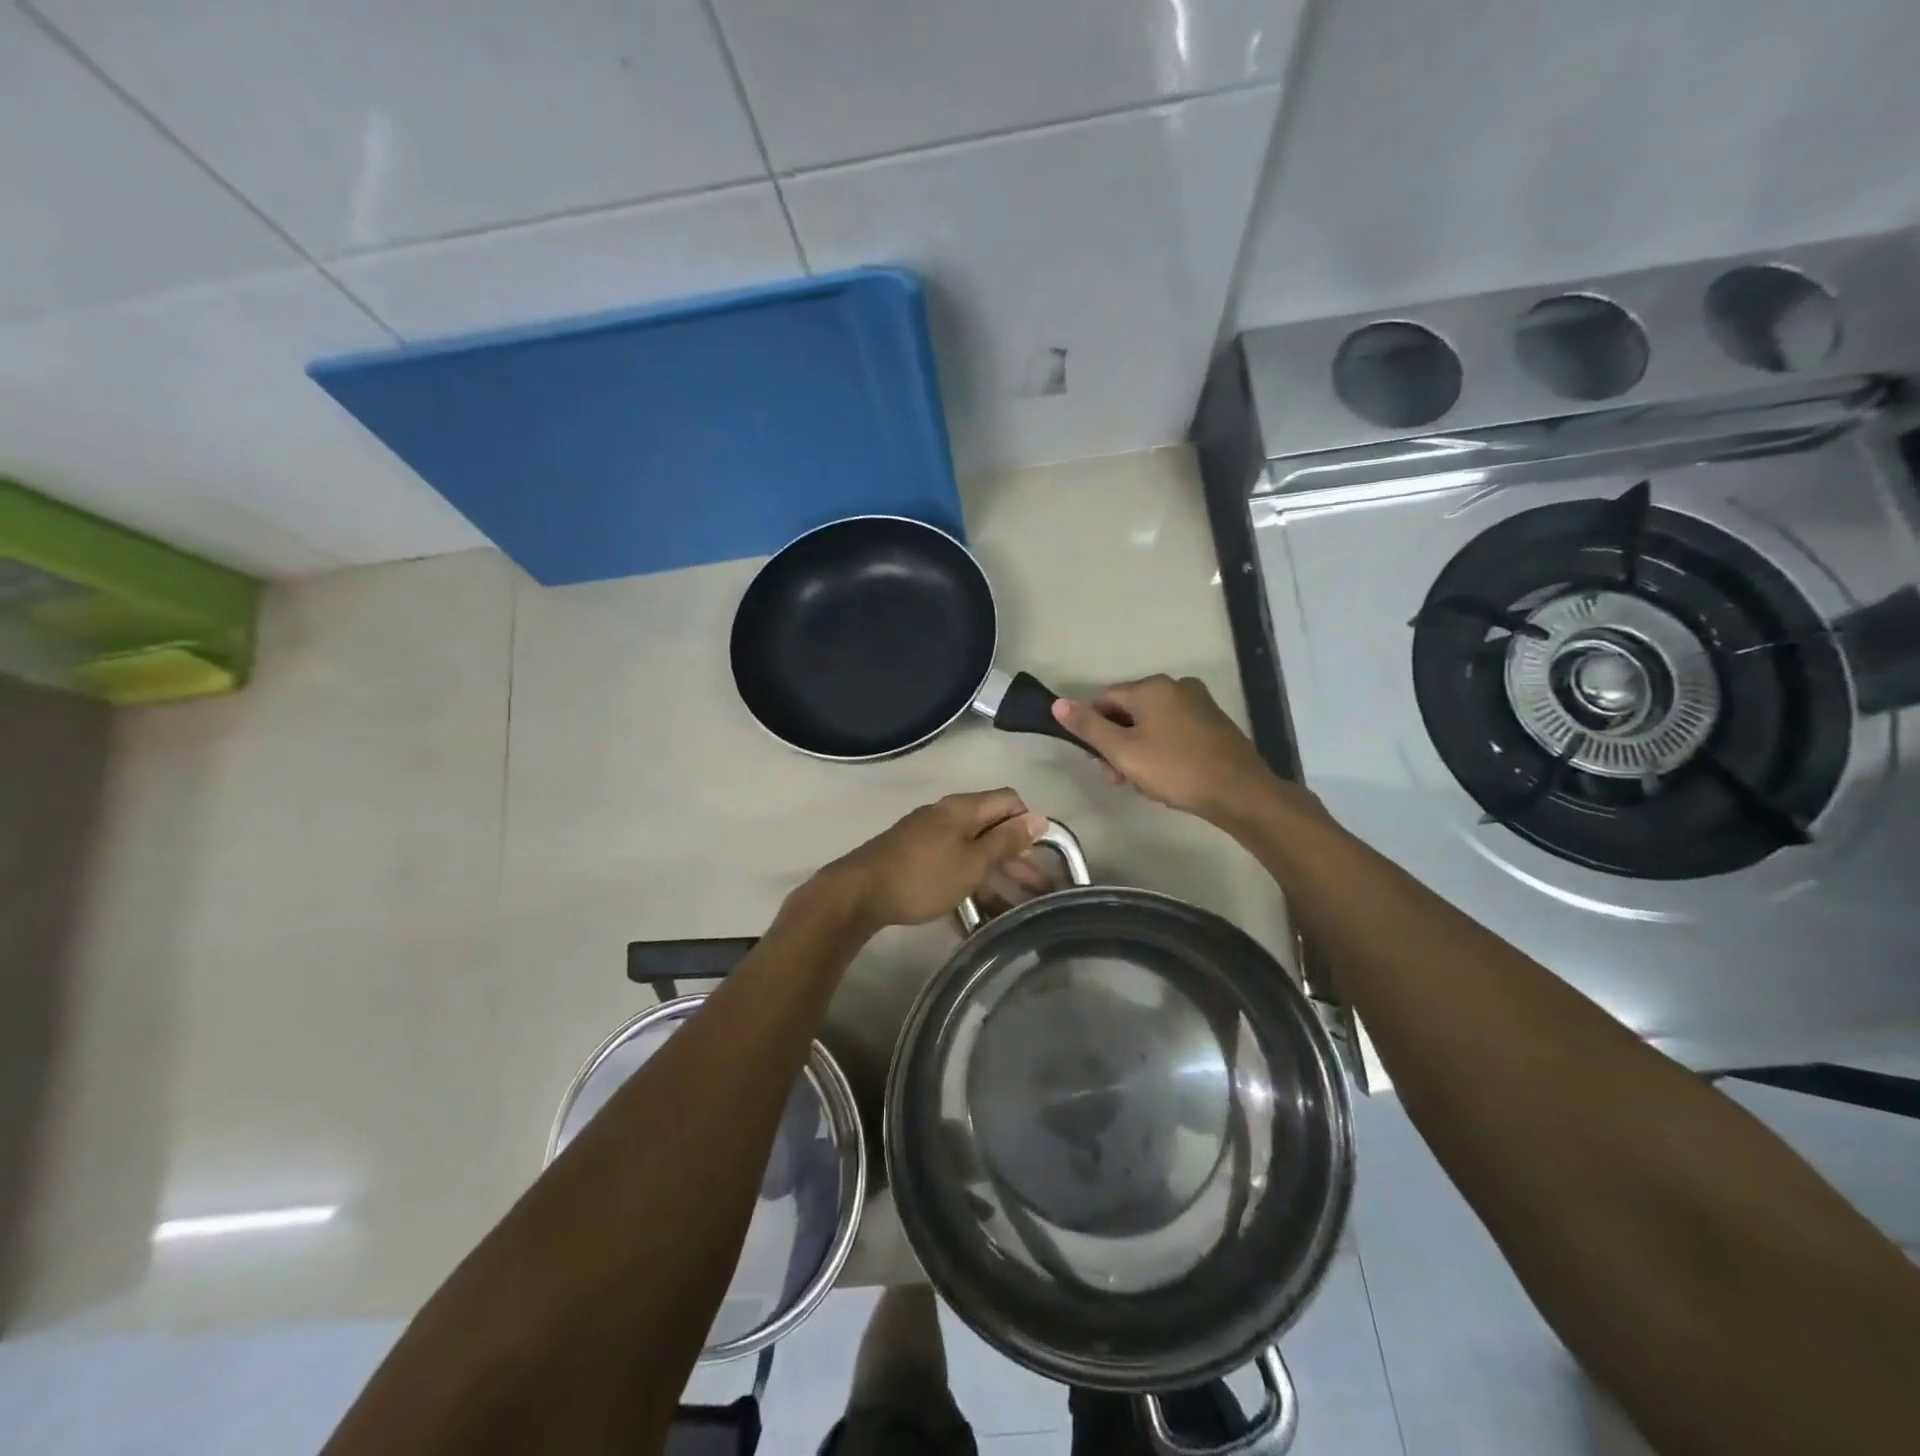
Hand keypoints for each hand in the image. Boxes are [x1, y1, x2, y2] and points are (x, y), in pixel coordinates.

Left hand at [815, 789, 1046, 931]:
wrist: (859, 893)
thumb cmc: (923, 876)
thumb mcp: (972, 861)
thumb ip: (1006, 841)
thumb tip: (1039, 818)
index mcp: (963, 808)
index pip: (1009, 800)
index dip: (1029, 823)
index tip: (1041, 855)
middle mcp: (947, 815)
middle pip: (993, 828)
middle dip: (1017, 857)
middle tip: (1039, 890)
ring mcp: (929, 836)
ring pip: (974, 850)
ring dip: (997, 876)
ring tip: (1017, 909)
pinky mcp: (915, 858)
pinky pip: (954, 864)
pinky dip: (971, 883)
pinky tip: (981, 913)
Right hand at [1051, 675, 1281, 823]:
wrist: (1239, 792)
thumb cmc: (1175, 769)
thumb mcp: (1123, 752)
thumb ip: (1089, 727)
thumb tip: (1057, 704)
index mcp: (1151, 687)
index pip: (1104, 699)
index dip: (1093, 729)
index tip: (1096, 760)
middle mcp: (1175, 685)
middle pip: (1128, 710)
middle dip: (1117, 743)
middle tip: (1118, 778)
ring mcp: (1198, 702)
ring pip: (1151, 722)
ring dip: (1138, 749)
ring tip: (1142, 783)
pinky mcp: (1213, 722)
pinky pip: (1174, 729)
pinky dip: (1162, 748)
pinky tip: (1166, 775)